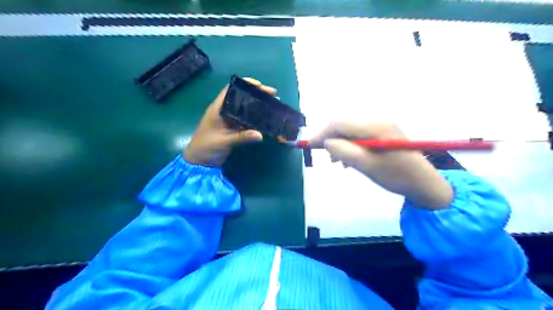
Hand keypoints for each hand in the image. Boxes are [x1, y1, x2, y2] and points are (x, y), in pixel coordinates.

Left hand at [183, 77, 276, 166]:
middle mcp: (225, 111)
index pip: (231, 90)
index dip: (245, 84)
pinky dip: (256, 119)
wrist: (199, 161)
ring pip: (246, 109)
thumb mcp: (224, 141)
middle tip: (273, 94)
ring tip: (273, 104)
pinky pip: (247, 121)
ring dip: (258, 106)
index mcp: (218, 108)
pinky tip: (267, 119)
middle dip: (257, 95)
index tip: (260, 85)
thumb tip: (261, 135)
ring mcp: (230, 120)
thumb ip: (242, 137)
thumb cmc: (206, 146)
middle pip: (242, 98)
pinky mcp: (234, 129)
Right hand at [307, 122, 453, 209]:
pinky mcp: (383, 133)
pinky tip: (351, 159)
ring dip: (341, 145)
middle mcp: (377, 121)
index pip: (340, 124)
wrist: (424, 183)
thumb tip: (327, 142)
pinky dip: (351, 146)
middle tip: (325, 157)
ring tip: (339, 162)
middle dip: (331, 140)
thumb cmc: (396, 176)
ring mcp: (381, 126)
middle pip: (344, 126)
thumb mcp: (367, 166)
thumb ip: (344, 152)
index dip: (322, 134)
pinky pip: (359, 136)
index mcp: (375, 126)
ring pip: (351, 132)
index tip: (309, 146)